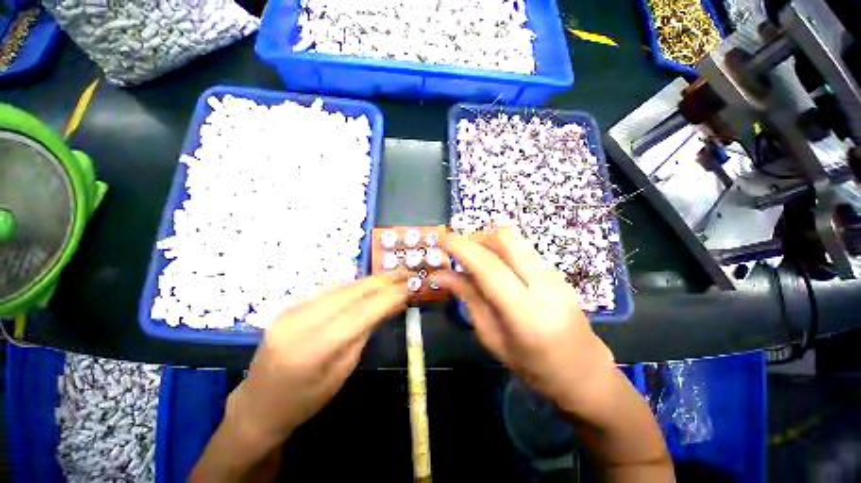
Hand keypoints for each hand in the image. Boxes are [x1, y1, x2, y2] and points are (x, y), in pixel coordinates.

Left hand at [226, 272, 407, 447]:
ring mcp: (291, 311)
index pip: (361, 313)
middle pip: (351, 293)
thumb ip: (365, 333)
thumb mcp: (342, 372)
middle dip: (382, 281)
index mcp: (315, 349)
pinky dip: (352, 287)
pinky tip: (366, 285)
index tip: (409, 286)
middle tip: (404, 273)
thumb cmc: (306, 400)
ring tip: (390, 277)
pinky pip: (328, 290)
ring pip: (341, 287)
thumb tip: (390, 306)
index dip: (388, 297)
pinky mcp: (289, 306)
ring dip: (369, 281)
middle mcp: (301, 322)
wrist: (259, 404)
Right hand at [434, 228, 615, 412]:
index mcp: (525, 313)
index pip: (489, 267)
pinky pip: (522, 249)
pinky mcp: (557, 271)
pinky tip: (495, 267)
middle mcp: (544, 285)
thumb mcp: (492, 338)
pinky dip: (501, 249)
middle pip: (506, 239)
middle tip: (460, 252)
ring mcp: (554, 275)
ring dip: (488, 242)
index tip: (442, 239)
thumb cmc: (533, 366)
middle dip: (476, 238)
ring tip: (474, 259)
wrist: (584, 371)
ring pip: (515, 239)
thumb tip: (440, 275)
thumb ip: (468, 299)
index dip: (462, 248)